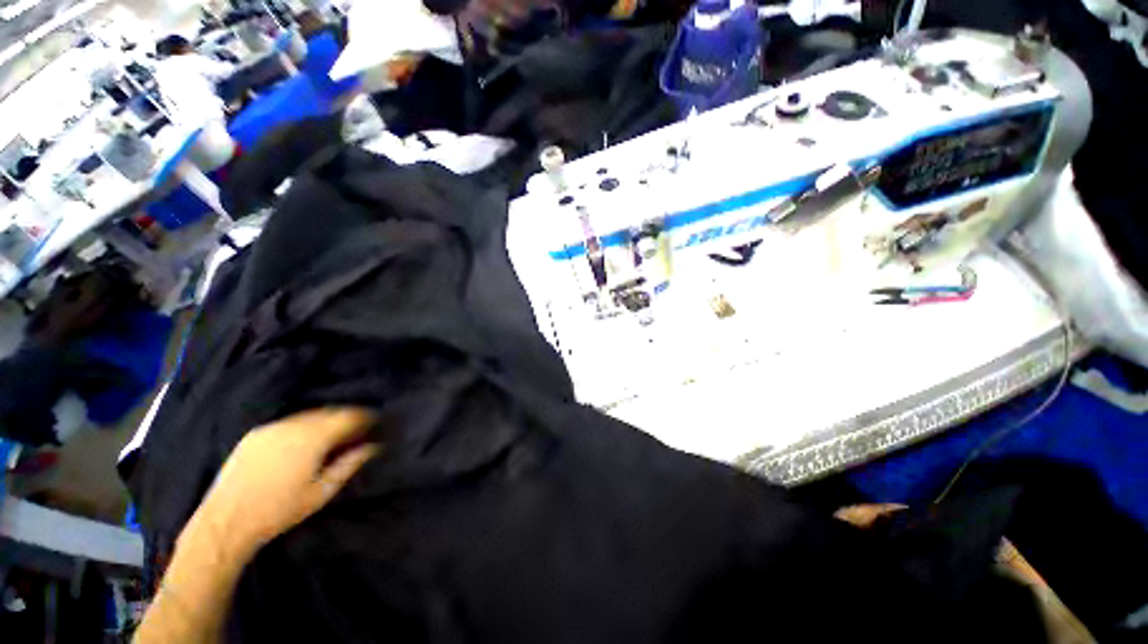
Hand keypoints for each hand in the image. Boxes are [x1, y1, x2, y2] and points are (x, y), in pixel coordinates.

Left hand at [186, 408, 380, 555]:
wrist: (225, 523)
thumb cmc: (280, 510)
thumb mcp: (322, 492)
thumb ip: (349, 464)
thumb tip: (373, 447)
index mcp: (312, 438)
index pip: (347, 416)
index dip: (364, 417)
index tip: (375, 422)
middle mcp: (293, 426)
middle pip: (329, 412)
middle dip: (346, 418)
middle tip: (357, 430)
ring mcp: (271, 428)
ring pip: (309, 415)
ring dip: (325, 421)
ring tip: (333, 436)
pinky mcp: (255, 434)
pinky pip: (289, 422)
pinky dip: (304, 426)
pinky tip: (305, 441)